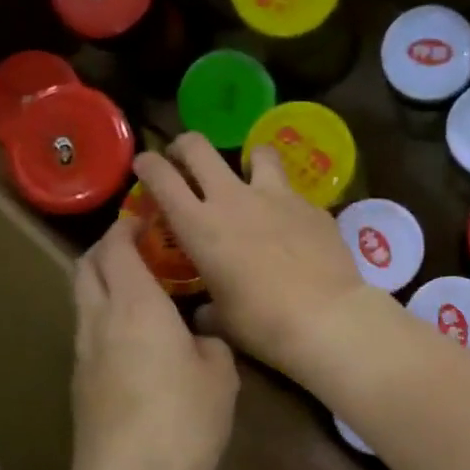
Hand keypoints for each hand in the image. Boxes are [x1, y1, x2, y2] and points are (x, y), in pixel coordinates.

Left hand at [70, 218, 238, 469]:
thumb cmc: (185, 420)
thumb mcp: (221, 375)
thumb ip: (211, 343)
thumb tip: (200, 338)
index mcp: (136, 305)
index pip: (117, 247)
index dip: (127, 226)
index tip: (147, 218)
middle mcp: (99, 320)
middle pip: (85, 267)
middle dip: (106, 248)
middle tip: (139, 247)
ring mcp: (83, 354)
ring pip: (82, 300)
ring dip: (103, 283)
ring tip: (141, 291)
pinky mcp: (79, 384)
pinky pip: (88, 333)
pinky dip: (105, 318)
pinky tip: (137, 339)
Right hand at [133, 135, 386, 382]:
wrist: (325, 316)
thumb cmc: (262, 323)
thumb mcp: (222, 320)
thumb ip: (207, 308)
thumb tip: (205, 311)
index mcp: (199, 226)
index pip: (161, 178)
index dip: (148, 164)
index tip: (144, 164)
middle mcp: (233, 199)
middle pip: (198, 148)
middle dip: (185, 146)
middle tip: (184, 157)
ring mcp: (276, 196)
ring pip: (257, 152)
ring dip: (248, 159)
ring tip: (250, 175)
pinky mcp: (311, 205)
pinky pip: (293, 191)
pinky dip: (285, 200)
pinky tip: (292, 223)